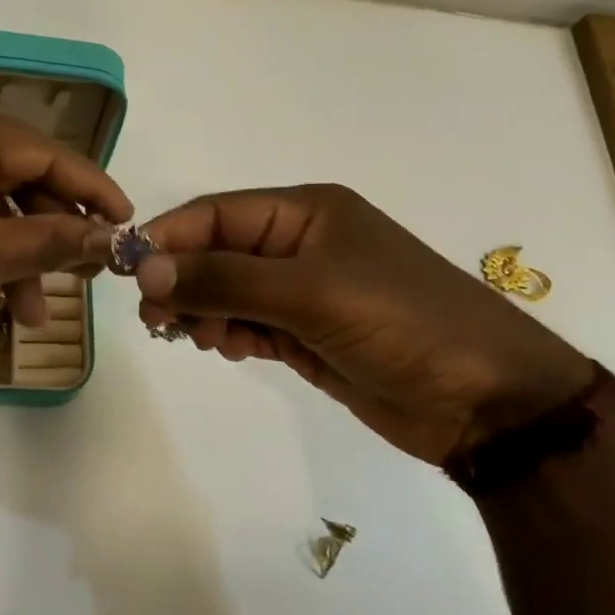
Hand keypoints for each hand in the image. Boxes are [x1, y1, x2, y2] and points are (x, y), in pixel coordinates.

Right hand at [134, 185, 595, 463]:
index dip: (169, 237)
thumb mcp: (311, 292)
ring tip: (196, 337)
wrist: (486, 401)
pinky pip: (248, 323)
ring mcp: (303, 292)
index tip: (128, 270)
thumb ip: (225, 278)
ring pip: (228, 291)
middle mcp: (300, 245)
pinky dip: (228, 333)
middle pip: (217, 252)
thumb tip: (145, 266)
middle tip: (156, 318)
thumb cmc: (402, 323)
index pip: (218, 214)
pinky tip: (225, 347)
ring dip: (203, 310)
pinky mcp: (306, 334)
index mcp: (306, 212)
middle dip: (182, 280)